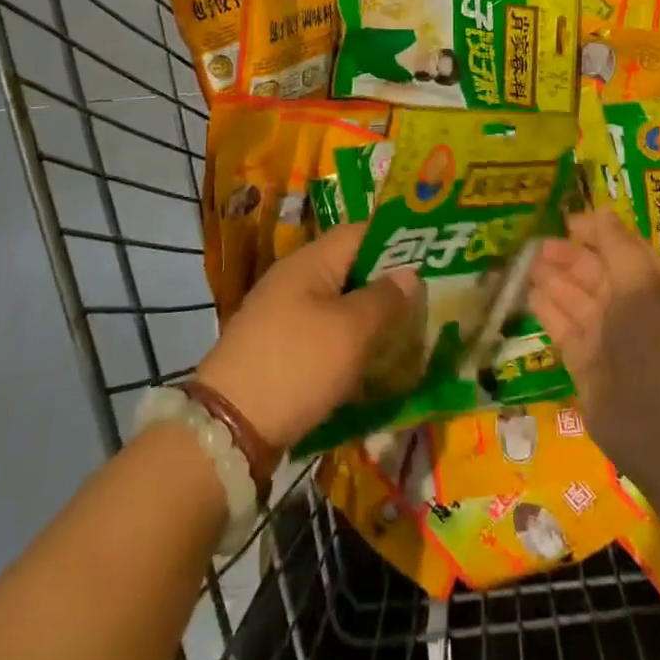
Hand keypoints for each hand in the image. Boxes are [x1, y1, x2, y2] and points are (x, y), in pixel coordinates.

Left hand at [195, 222, 419, 450]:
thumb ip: (385, 299)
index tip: (431, 258)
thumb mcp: (351, 331)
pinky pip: (321, 331)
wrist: (228, 427)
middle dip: (386, 284)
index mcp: (310, 261)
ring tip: (405, 334)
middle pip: (350, 267)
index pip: (361, 232)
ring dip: (369, 316)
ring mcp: (281, 313)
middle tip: (425, 302)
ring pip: (337, 303)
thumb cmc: (297, 365)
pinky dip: (347, 342)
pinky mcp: (277, 347)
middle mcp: (294, 278)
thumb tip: (409, 274)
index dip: (396, 240)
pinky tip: (369, 364)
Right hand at [529, 206, 659, 481]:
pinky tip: (528, 292)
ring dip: (552, 278)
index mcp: (652, 286)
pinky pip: (563, 328)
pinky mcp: (585, 365)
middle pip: (595, 273)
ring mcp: (607, 338)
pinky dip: (546, 309)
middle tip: (536, 242)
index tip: (566, 220)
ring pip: (575, 299)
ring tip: (525, 261)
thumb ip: (617, 245)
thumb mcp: (642, 282)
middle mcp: (631, 309)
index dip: (596, 233)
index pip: (622, 250)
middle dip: (568, 255)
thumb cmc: (658, 342)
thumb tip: (600, 209)